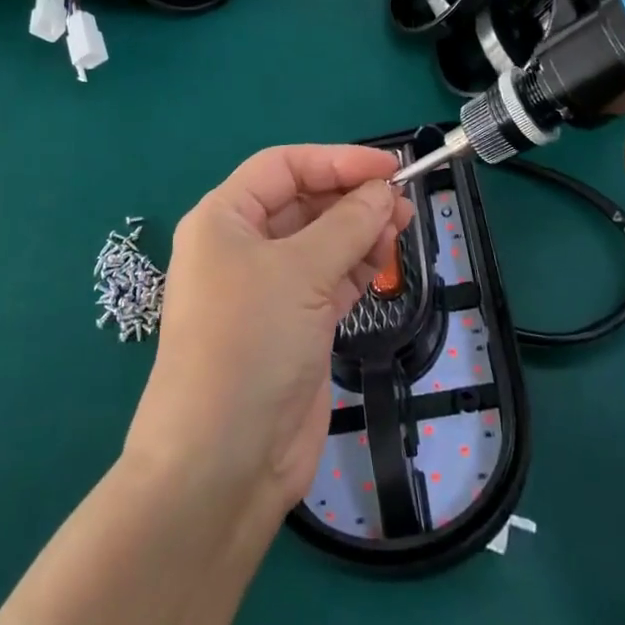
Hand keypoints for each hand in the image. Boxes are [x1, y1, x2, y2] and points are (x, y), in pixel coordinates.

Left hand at [124, 146, 412, 520]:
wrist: (221, 464)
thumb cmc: (249, 343)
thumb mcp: (300, 272)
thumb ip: (348, 225)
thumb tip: (383, 190)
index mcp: (224, 219)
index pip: (283, 168)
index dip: (335, 161)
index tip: (389, 166)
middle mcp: (241, 247)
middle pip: (303, 202)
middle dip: (352, 198)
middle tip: (403, 202)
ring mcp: (266, 289)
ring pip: (320, 242)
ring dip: (360, 231)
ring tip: (402, 227)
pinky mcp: (292, 326)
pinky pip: (329, 279)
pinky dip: (357, 266)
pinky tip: (386, 259)